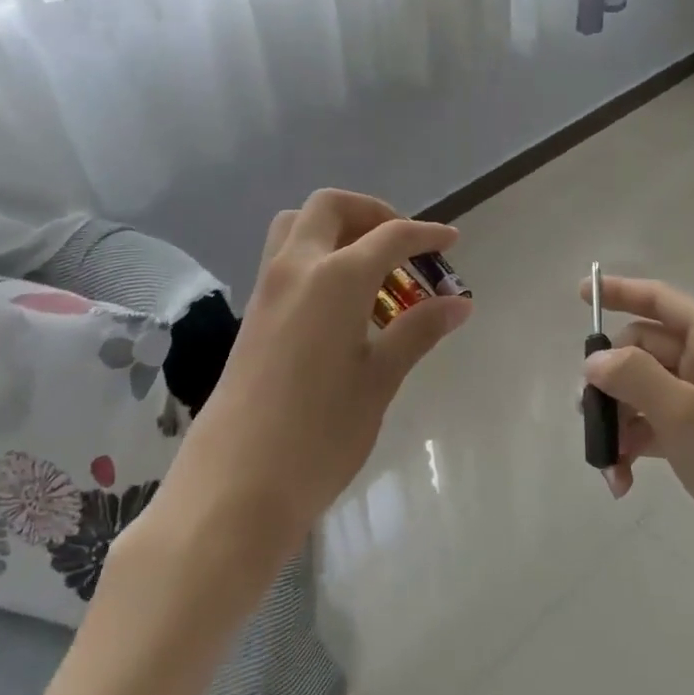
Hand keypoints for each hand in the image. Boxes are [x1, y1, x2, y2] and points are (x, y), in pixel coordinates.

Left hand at [149, 190, 471, 569]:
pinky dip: (318, 256)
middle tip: (403, 247)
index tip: (451, 242)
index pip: (389, 236)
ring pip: (299, 226)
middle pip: (331, 207)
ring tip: (372, 269)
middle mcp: (295, 268)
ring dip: (338, 229)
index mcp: (334, 278)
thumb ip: (418, 331)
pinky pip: (286, 259)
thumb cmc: (319, 435)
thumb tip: (459, 303)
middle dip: (372, 213)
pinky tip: (342, 304)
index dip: (426, 235)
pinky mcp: (252, 313)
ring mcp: (266, 289)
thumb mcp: (379, 380)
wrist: (234, 487)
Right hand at [580, 274, 693, 624]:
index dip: (620, 293)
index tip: (579, 293)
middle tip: (587, 417)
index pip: (661, 300)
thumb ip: (633, 377)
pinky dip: (639, 446)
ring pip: (648, 393)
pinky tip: (623, 481)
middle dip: (612, 382)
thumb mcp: (687, 417)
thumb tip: (594, 360)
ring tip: (608, 465)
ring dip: (621, 423)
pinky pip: (661, 427)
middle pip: (646, 351)